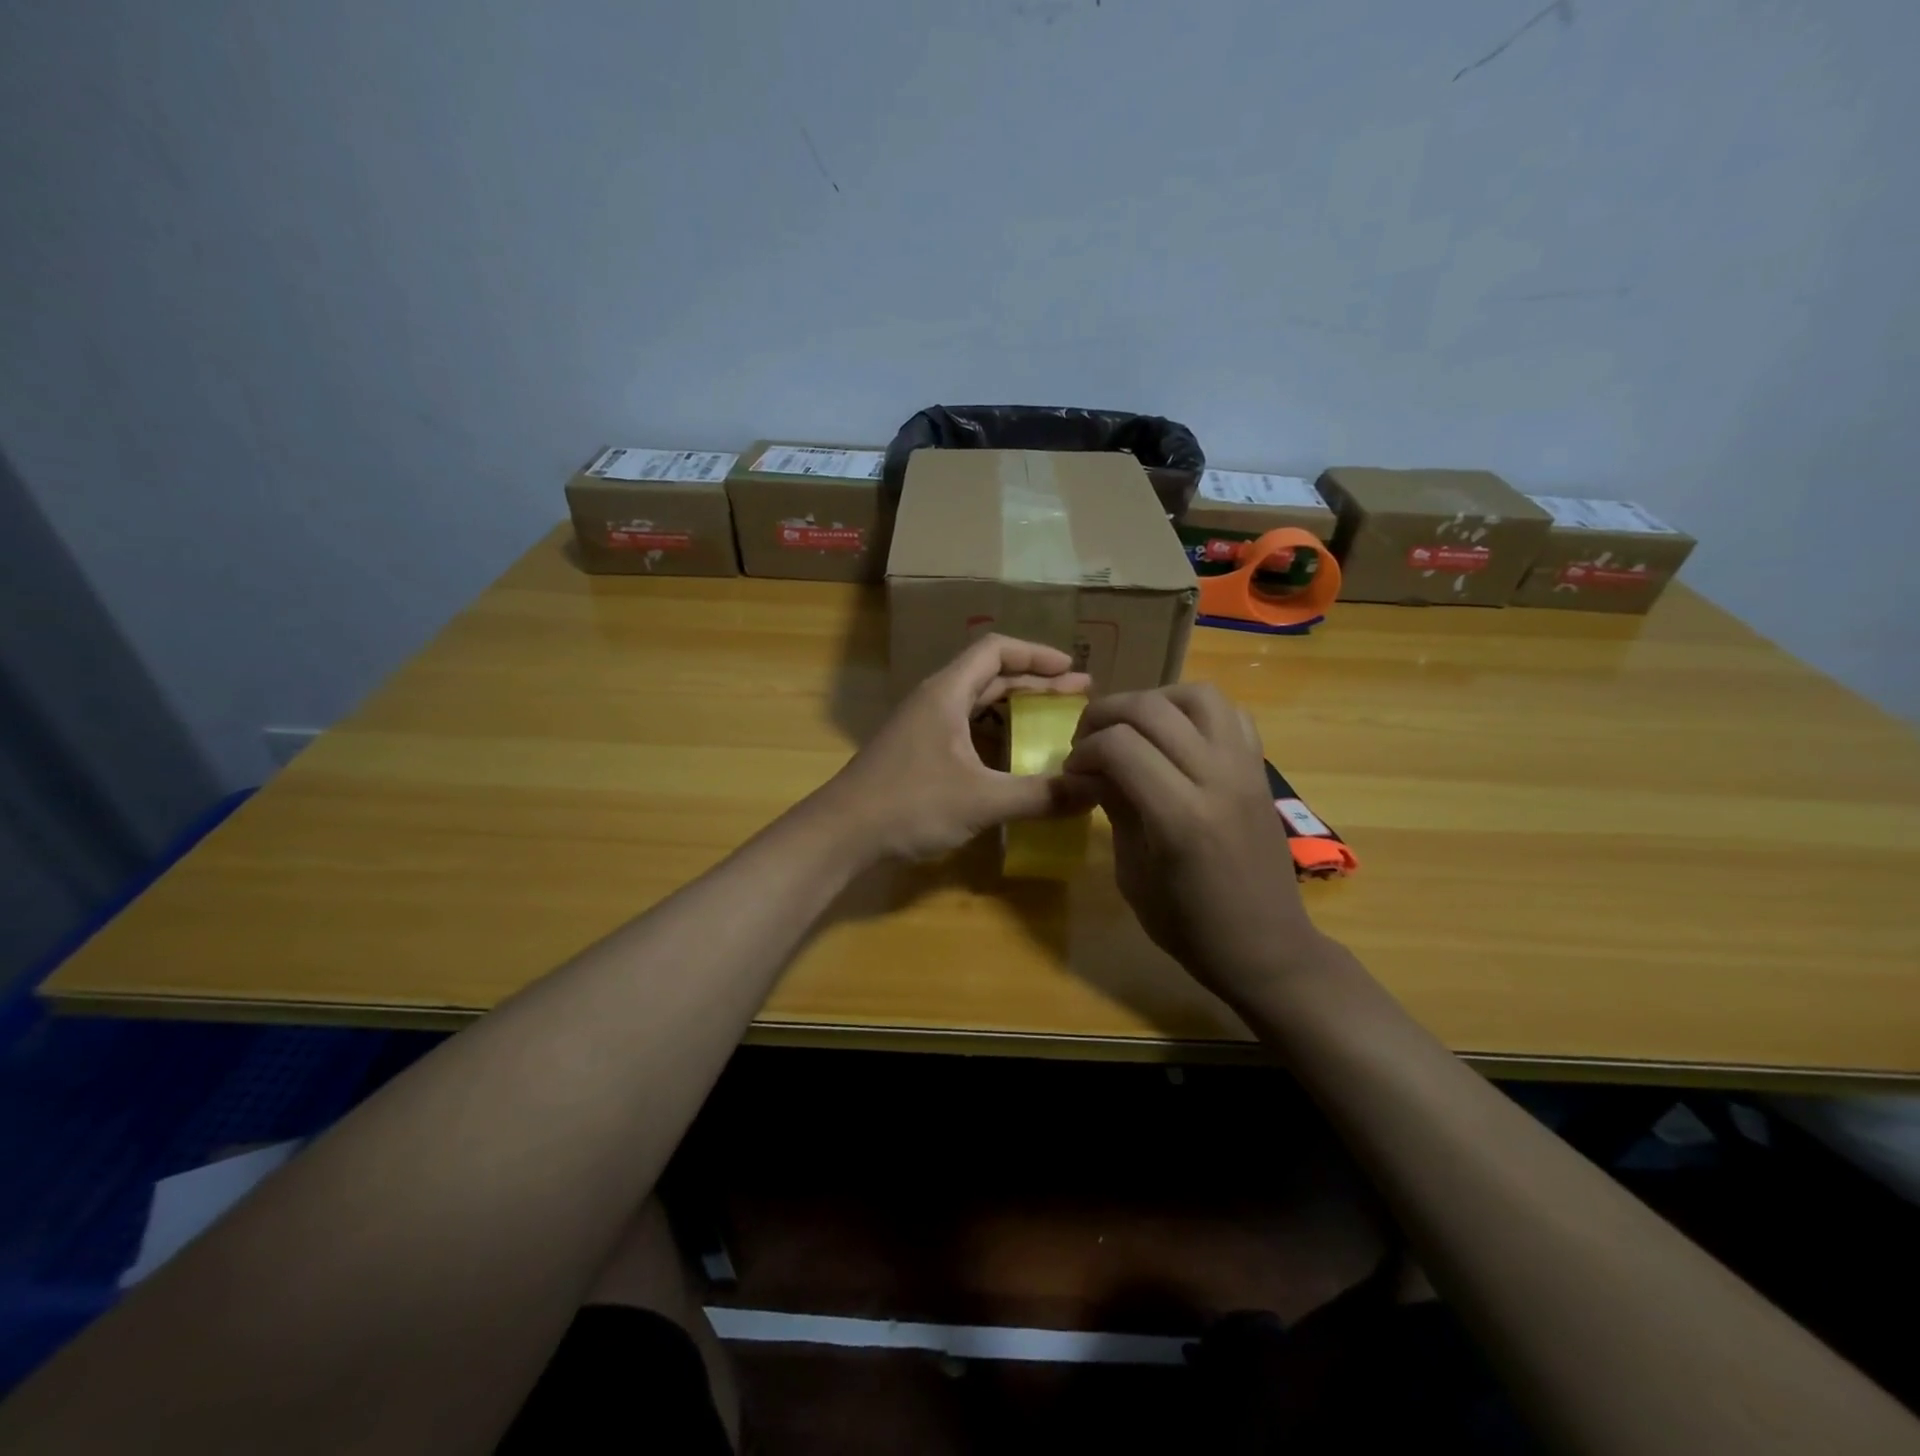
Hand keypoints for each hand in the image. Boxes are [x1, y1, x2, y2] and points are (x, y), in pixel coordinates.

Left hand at [812, 635, 1092, 862]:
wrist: (841, 834)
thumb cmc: (909, 804)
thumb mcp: (982, 800)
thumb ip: (1040, 795)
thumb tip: (1095, 790)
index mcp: (946, 692)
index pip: (995, 650)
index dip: (1037, 655)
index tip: (1074, 670)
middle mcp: (934, 700)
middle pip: (990, 676)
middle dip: (1036, 684)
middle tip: (1079, 698)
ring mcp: (923, 727)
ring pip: (977, 705)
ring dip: (1015, 710)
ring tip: (1054, 724)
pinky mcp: (917, 752)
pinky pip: (966, 730)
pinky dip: (996, 736)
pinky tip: (1015, 759)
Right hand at [1064, 684, 1322, 1001]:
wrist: (1267, 948)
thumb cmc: (1190, 926)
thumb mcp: (1134, 874)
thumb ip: (1115, 808)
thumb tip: (1089, 769)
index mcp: (1180, 816)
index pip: (1120, 746)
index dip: (1084, 750)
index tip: (1072, 771)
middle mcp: (1217, 779)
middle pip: (1152, 710)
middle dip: (1106, 715)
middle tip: (1086, 741)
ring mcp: (1245, 769)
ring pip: (1198, 696)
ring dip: (1154, 701)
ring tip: (1132, 727)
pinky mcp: (1260, 769)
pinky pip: (1231, 714)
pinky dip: (1195, 712)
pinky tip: (1175, 737)